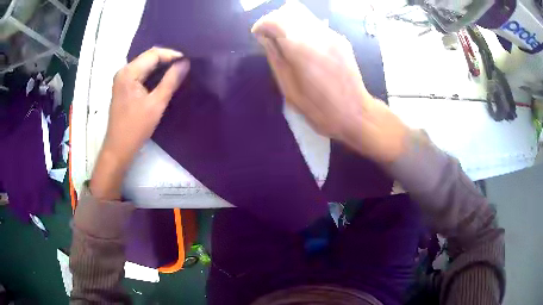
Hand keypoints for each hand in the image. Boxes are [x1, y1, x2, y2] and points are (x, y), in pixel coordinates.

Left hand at [90, 47, 189, 199]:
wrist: (118, 148)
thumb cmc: (136, 127)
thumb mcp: (156, 103)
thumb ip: (171, 80)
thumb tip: (185, 63)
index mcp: (129, 72)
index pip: (153, 54)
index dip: (172, 55)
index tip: (188, 61)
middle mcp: (124, 71)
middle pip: (148, 57)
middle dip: (167, 59)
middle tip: (185, 65)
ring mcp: (122, 79)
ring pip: (145, 64)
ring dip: (161, 66)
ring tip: (178, 70)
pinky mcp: (123, 87)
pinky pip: (141, 73)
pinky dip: (153, 73)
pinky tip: (164, 78)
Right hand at [252, 2, 408, 162]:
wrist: (355, 113)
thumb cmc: (319, 109)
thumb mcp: (289, 88)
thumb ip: (275, 58)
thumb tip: (265, 38)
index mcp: (301, 48)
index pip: (275, 20)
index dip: (262, 25)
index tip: (258, 35)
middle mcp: (318, 34)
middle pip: (291, 10)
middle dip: (275, 20)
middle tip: (270, 36)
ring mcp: (332, 35)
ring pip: (304, 14)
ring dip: (290, 23)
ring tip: (286, 41)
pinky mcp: (341, 39)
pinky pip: (316, 25)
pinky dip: (304, 29)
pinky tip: (305, 47)